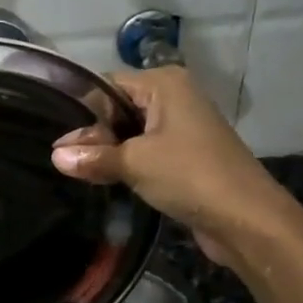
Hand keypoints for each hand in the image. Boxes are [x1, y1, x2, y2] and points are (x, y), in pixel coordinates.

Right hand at [50, 67, 283, 264]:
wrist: (247, 218)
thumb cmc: (189, 175)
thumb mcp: (134, 163)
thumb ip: (94, 158)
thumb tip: (56, 156)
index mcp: (164, 83)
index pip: (107, 86)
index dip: (83, 112)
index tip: (57, 138)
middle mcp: (174, 97)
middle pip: (119, 109)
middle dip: (94, 134)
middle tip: (63, 160)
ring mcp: (182, 127)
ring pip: (132, 133)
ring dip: (110, 153)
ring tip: (78, 171)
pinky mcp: (186, 155)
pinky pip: (146, 152)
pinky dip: (128, 164)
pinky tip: (106, 180)